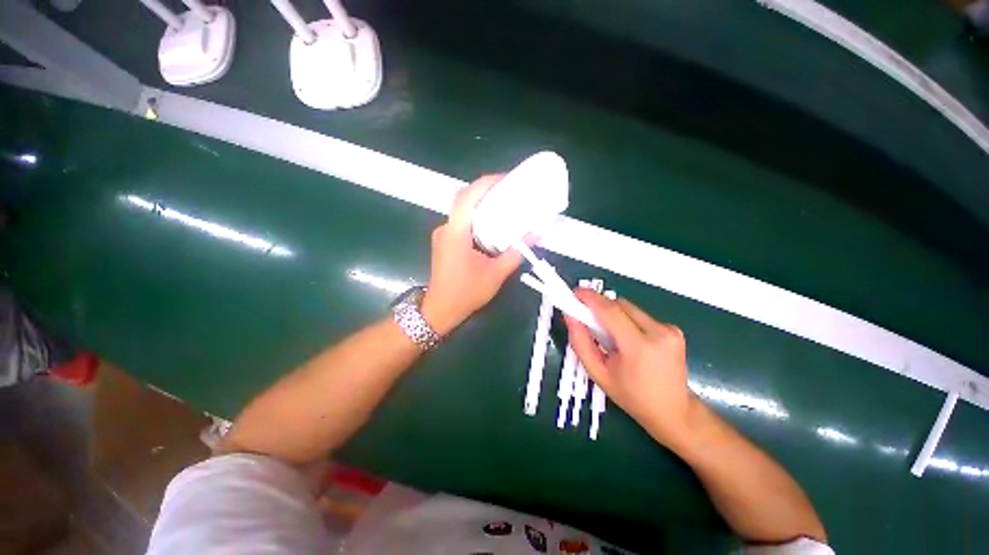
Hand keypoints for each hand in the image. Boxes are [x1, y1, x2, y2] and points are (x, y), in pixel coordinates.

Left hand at [420, 175, 522, 334]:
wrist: (440, 310)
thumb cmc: (466, 293)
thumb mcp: (496, 274)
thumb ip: (516, 253)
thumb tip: (534, 235)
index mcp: (456, 233)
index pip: (467, 197)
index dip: (485, 183)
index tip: (505, 178)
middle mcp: (446, 228)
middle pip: (464, 199)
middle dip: (486, 190)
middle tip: (509, 190)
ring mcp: (443, 235)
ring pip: (463, 210)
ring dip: (482, 204)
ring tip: (503, 204)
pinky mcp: (445, 241)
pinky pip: (462, 222)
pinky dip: (477, 217)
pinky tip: (492, 224)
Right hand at [565, 289, 696, 446]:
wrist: (674, 412)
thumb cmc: (632, 396)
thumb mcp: (598, 373)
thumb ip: (580, 342)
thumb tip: (570, 316)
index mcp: (639, 347)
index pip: (609, 311)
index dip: (589, 298)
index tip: (574, 293)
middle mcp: (659, 332)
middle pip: (619, 305)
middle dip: (600, 307)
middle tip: (587, 319)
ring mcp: (670, 329)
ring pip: (629, 308)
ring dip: (613, 314)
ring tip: (610, 336)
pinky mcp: (674, 329)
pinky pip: (640, 315)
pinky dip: (627, 321)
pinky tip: (627, 340)